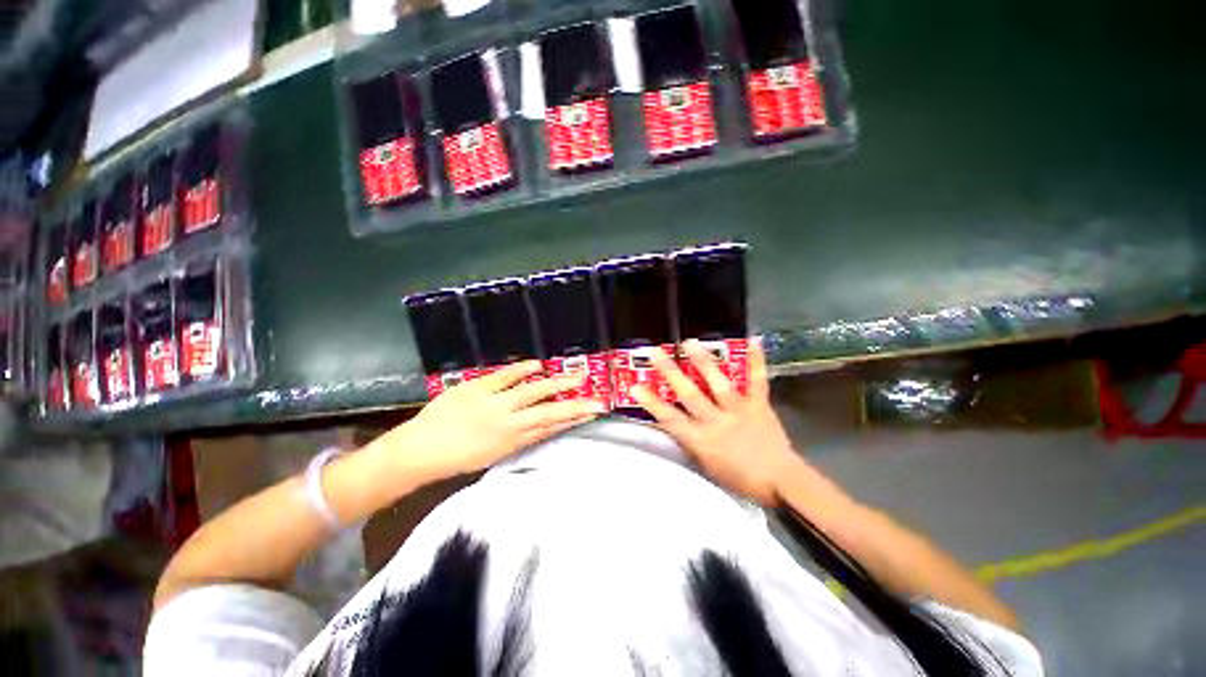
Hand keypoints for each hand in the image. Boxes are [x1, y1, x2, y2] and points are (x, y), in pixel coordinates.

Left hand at [374, 361, 605, 482]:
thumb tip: (544, 426)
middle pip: (549, 413)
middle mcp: (508, 423)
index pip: (550, 428)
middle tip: (597, 398)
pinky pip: (504, 376)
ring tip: (578, 376)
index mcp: (512, 441)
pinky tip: (538, 365)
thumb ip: (520, 439)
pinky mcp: (477, 387)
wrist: (418, 451)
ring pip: (532, 392)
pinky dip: (522, 369)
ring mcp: (493, 403)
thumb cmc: (457, 458)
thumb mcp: (494, 455)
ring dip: (557, 384)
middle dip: (575, 406)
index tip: (592, 413)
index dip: (573, 420)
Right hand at [631, 339, 800, 505]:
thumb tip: (674, 424)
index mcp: (701, 440)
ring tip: (689, 343)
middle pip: (689, 394)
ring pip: (717, 383)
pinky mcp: (758, 405)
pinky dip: (756, 361)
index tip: (635, 386)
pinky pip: (757, 381)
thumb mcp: (707, 467)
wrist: (781, 483)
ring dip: (703, 361)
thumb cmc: (741, 479)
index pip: (670, 419)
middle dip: (670, 373)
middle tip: (656, 353)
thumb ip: (691, 443)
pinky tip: (754, 340)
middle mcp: (716, 421)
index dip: (651, 402)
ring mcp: (738, 410)